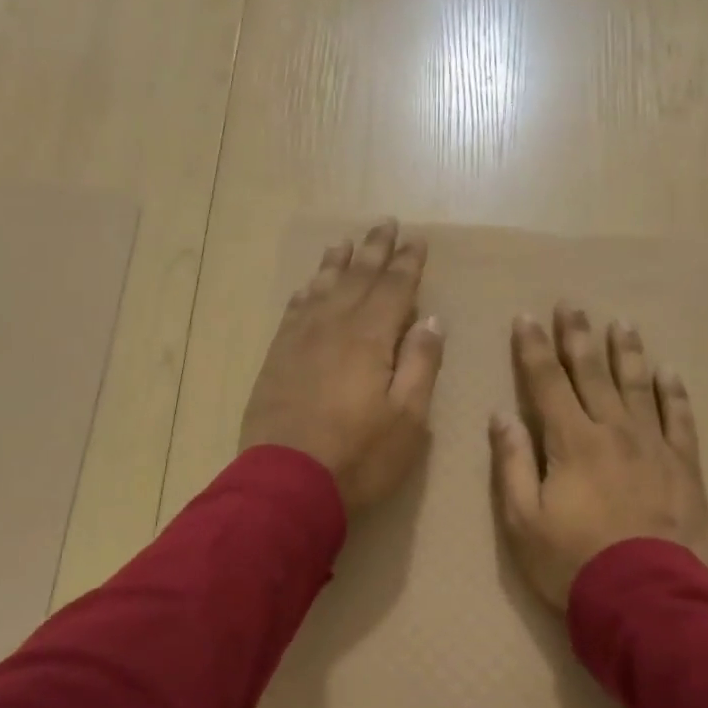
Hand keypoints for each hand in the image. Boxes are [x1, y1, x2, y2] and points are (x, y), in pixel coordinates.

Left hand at [241, 219, 443, 510]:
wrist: (286, 483)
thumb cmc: (359, 456)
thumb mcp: (408, 418)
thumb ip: (421, 364)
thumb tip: (430, 319)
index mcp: (370, 338)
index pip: (394, 288)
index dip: (408, 263)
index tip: (417, 240)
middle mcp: (333, 327)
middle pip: (357, 278)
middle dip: (374, 250)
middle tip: (385, 224)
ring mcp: (299, 341)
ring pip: (321, 288)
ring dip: (336, 263)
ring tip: (346, 243)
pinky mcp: (277, 359)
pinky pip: (293, 311)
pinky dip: (305, 292)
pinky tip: (308, 286)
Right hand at [490, 304, 707, 608]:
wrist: (645, 598)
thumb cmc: (571, 562)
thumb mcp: (523, 520)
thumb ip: (512, 463)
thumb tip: (501, 416)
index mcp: (571, 442)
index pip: (547, 382)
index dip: (534, 348)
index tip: (527, 318)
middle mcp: (613, 431)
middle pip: (593, 373)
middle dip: (579, 337)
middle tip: (573, 305)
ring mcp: (654, 446)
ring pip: (638, 386)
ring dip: (627, 353)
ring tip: (621, 324)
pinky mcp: (684, 467)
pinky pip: (680, 419)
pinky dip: (674, 393)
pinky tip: (669, 372)